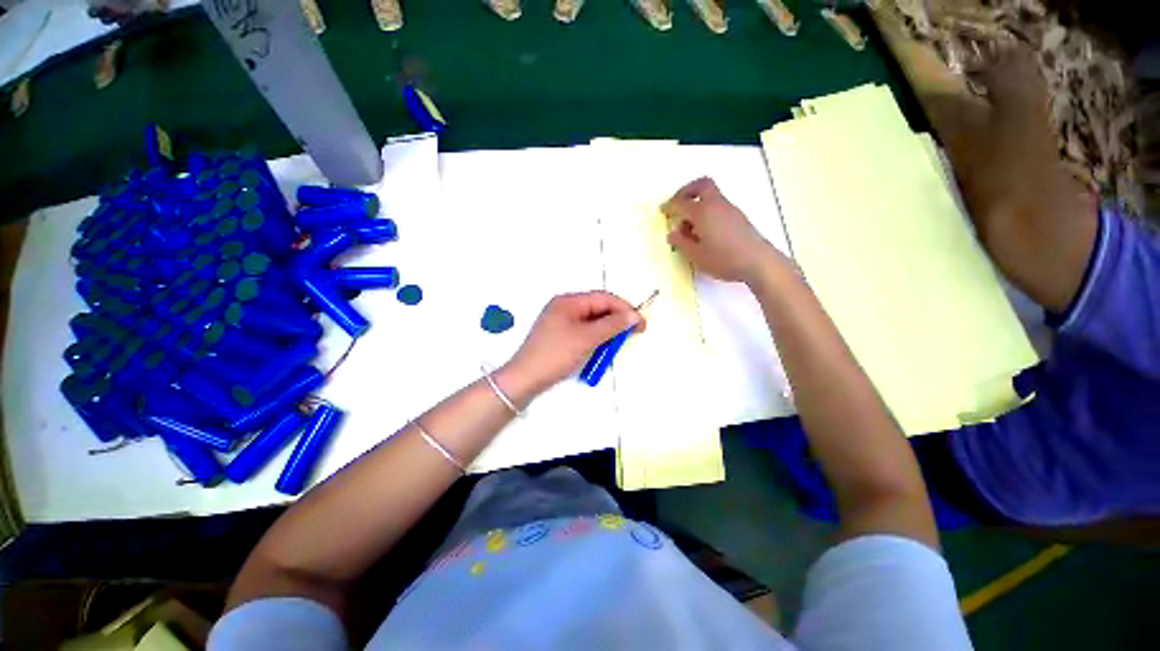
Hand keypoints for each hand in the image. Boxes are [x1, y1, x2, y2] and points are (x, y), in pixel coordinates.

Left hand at [502, 292, 642, 394]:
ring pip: (592, 321)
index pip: (603, 298)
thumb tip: (635, 315)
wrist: (526, 378)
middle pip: (598, 308)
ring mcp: (561, 321)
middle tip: (634, 333)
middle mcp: (564, 307)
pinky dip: (596, 338)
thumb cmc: (557, 354)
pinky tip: (603, 347)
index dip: (625, 308)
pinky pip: (584, 331)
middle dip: (617, 319)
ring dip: (607, 330)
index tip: (641, 324)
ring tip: (619, 342)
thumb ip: (612, 325)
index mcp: (568, 301)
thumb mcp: (587, 338)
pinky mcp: (560, 335)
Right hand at [662, 177, 789, 283]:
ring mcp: (729, 209)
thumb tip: (672, 233)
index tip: (662, 210)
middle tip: (677, 204)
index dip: (669, 206)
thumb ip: (681, 242)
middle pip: (701, 185)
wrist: (758, 261)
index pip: (681, 203)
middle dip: (686, 191)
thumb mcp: (696, 255)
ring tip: (689, 227)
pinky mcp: (737, 217)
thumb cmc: (723, 259)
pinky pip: (718, 206)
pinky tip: (704, 231)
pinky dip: (707, 211)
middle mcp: (716, 205)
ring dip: (697, 203)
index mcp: (702, 212)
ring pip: (710, 196)